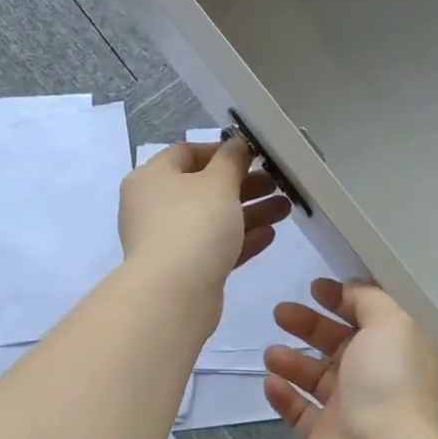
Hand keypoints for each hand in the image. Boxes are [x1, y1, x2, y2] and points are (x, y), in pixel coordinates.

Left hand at [118, 137, 290, 296]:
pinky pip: (215, 247)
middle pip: (204, 188)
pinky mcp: (184, 269)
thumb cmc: (193, 225)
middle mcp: (154, 206)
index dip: (221, 151)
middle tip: (277, 183)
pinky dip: (240, 239)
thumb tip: (236, 144)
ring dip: (249, 212)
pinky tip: (270, 235)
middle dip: (244, 185)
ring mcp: (168, 240)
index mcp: (152, 177)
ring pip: (213, 219)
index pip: (186, 153)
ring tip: (285, 209)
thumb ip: (232, 160)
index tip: (253, 155)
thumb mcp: (218, 182)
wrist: (173, 294)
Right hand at [263, 279, 437, 438]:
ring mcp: (350, 410)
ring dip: (293, 361)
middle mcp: (376, 378)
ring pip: (316, 377)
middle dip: (309, 326)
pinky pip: (300, 411)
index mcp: (397, 350)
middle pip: (339, 344)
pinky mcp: (324, 438)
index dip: (343, 299)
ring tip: (271, 353)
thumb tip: (351, 289)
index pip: (370, 317)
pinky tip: (270, 383)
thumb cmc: (387, 383)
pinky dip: (284, 396)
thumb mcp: (390, 323)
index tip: (315, 287)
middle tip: (280, 312)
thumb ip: (370, 300)